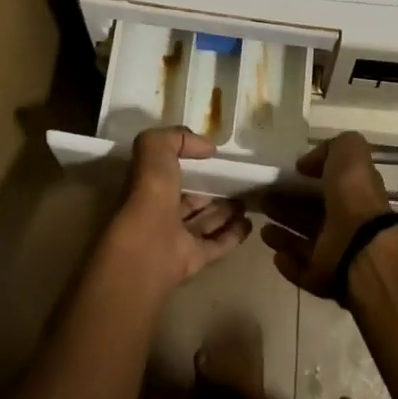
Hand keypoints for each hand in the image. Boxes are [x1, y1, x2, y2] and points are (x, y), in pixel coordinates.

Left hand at [102, 127, 251, 294]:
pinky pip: (216, 245)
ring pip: (204, 222)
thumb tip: (207, 148)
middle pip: (189, 199)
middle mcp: (160, 212)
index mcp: (148, 186)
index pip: (170, 172)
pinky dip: (233, 235)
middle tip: (236, 181)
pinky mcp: (193, 260)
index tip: (213, 157)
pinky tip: (249, 224)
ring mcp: (176, 239)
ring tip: (247, 200)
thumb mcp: (155, 147)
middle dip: (210, 191)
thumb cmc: (150, 192)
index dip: (189, 163)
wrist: (148, 248)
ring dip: (225, 212)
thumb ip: (178, 138)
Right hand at [260, 134, 393, 297]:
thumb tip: (306, 165)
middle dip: (285, 207)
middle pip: (309, 214)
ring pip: (302, 242)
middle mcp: (344, 222)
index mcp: (351, 193)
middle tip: (262, 199)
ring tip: (262, 227)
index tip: (282, 176)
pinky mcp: (322, 277)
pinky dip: (287, 262)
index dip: (303, 180)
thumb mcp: (348, 150)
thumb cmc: (354, 193)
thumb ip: (329, 149)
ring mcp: (334, 252)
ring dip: (282, 235)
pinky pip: (301, 269)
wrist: (362, 243)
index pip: (324, 185)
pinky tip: (275, 254)